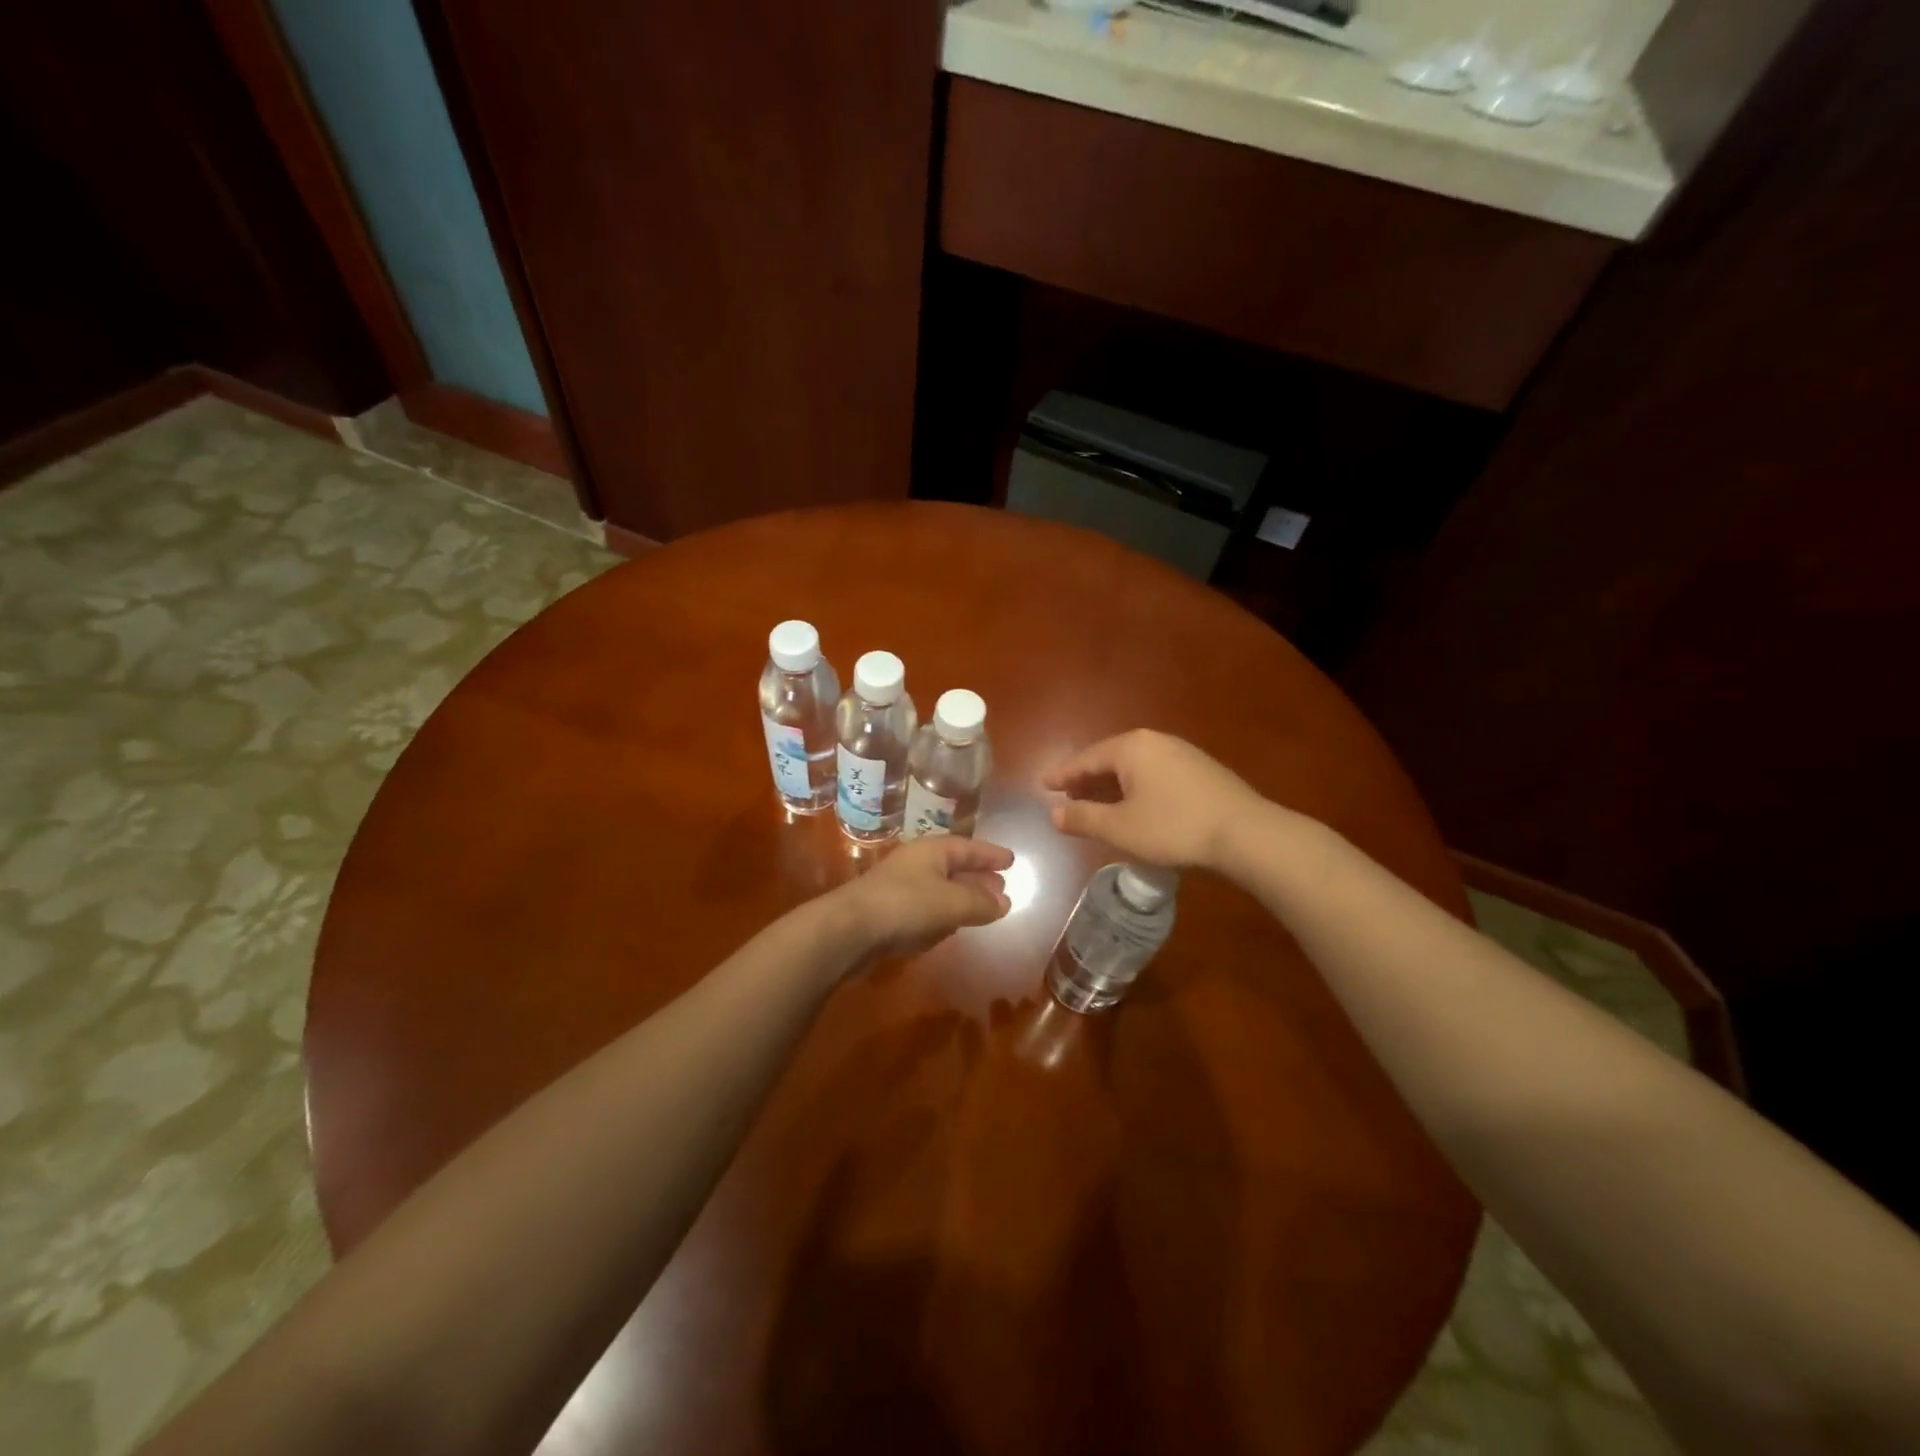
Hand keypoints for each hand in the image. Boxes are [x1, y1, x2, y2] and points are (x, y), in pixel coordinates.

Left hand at [834, 836, 1013, 963]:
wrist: (849, 929)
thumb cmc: (906, 905)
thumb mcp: (952, 903)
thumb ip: (981, 903)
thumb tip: (1005, 902)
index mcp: (931, 851)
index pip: (968, 847)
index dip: (990, 854)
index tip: (1011, 860)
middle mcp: (916, 864)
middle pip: (954, 867)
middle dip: (978, 878)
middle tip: (1001, 887)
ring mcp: (900, 888)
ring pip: (940, 889)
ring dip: (961, 898)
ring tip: (983, 909)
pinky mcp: (890, 913)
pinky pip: (925, 909)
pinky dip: (942, 915)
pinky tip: (950, 928)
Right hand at [1043, 729, 1262, 869]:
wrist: (1246, 834)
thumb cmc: (1173, 828)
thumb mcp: (1120, 828)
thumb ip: (1083, 818)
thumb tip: (1054, 814)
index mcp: (1131, 747)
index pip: (1086, 758)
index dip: (1063, 774)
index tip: (1044, 784)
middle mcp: (1155, 741)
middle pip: (1110, 758)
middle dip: (1087, 778)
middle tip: (1068, 795)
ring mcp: (1182, 753)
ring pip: (1135, 766)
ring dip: (1112, 784)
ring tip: (1098, 803)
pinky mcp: (1201, 770)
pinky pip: (1155, 773)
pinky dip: (1136, 787)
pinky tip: (1136, 806)